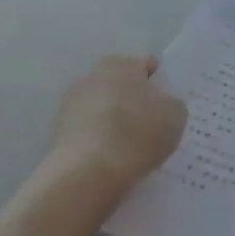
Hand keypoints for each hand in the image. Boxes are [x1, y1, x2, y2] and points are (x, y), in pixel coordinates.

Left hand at [50, 55, 186, 193]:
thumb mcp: (175, 116)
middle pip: (122, 86)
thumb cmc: (137, 134)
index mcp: (120, 63)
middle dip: (136, 102)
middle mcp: (91, 76)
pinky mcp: (59, 132)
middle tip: (153, 128)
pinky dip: (100, 142)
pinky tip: (113, 160)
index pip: (147, 65)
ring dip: (116, 122)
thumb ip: (172, 103)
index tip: (169, 106)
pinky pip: (89, 132)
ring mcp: (71, 104)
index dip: (162, 83)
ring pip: (103, 109)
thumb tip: (162, 105)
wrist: (89, 172)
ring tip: (132, 149)